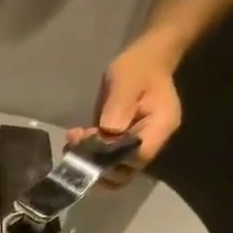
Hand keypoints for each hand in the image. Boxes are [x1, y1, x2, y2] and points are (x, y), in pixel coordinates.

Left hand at [69, 34, 184, 187]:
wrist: (145, 60)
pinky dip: (87, 155)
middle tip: (75, 146)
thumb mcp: (128, 80)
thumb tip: (109, 131)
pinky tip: (75, 139)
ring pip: (111, 170)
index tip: (92, 145)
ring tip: (72, 140)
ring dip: (88, 161)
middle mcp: (150, 143)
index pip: (137, 158)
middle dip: (96, 165)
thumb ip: (120, 105)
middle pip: (123, 172)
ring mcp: (135, 147)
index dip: (112, 160)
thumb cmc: (139, 66)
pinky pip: (104, 160)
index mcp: (160, 128)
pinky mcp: (121, 146)